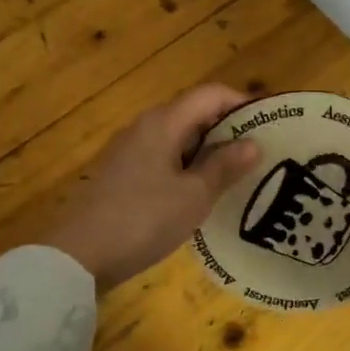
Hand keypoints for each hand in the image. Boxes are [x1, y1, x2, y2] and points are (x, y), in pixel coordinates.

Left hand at [42, 85, 261, 290]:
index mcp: (163, 123)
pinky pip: (164, 158)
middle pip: (194, 113)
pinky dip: (188, 167)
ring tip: (239, 174)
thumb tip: (253, 143)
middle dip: (228, 129)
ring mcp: (130, 151)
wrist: (80, 255)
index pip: (210, 95)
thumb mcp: (194, 196)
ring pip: (179, 138)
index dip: (241, 103)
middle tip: (260, 153)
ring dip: (209, 151)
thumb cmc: (143, 219)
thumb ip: (224, 166)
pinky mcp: (123, 175)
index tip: (270, 124)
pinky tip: (203, 192)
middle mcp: (145, 128)